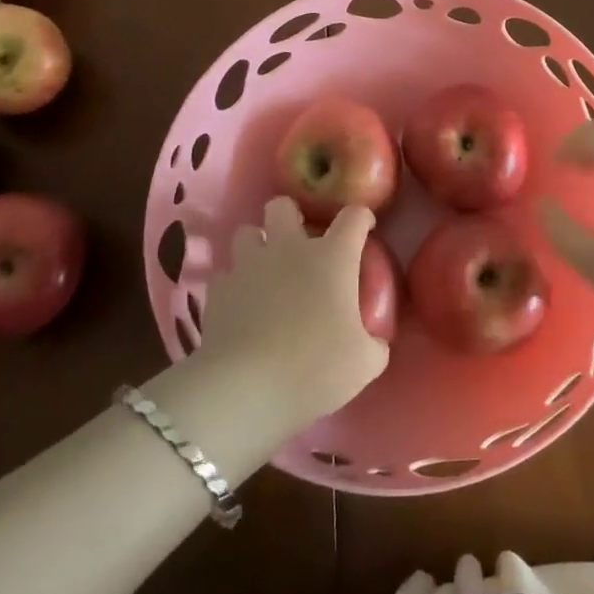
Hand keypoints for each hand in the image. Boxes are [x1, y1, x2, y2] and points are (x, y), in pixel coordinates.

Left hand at [195, 197, 388, 424]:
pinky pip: (225, 273)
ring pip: (247, 232)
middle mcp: (289, 248)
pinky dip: (234, 283)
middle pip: (284, 206)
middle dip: (291, 216)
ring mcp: (249, 265)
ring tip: (265, 269)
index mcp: (332, 257)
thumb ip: (375, 344)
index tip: (364, 228)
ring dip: (257, 244)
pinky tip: (240, 303)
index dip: (361, 218)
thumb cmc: (315, 367)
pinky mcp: (218, 290)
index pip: (353, 217)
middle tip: (299, 242)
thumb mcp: (364, 363)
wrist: (246, 388)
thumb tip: (375, 341)